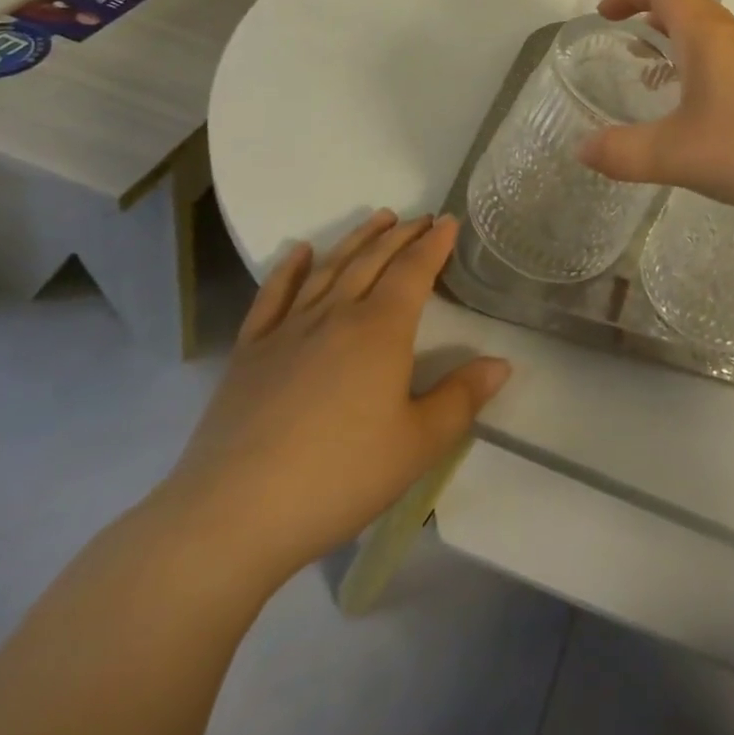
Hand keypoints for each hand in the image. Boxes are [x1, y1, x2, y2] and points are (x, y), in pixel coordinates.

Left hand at [154, 213, 508, 583]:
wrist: (232, 516)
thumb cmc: (338, 476)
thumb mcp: (418, 445)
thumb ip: (462, 398)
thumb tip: (502, 364)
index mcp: (381, 330)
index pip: (414, 271)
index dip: (434, 243)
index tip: (448, 221)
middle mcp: (336, 315)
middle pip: (373, 261)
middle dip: (401, 235)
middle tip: (421, 218)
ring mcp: (288, 331)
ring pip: (329, 269)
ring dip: (357, 239)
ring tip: (378, 218)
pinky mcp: (250, 353)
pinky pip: (273, 297)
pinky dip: (289, 269)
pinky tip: (299, 251)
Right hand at [577, 0, 733, 211]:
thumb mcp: (676, 154)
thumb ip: (624, 152)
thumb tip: (582, 149)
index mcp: (706, 36)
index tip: (606, 14)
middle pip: (689, 5)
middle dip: (652, 15)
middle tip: (628, 42)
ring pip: (713, 34)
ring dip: (680, 42)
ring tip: (658, 77)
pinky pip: (732, 60)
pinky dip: (705, 67)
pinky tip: (703, 112)